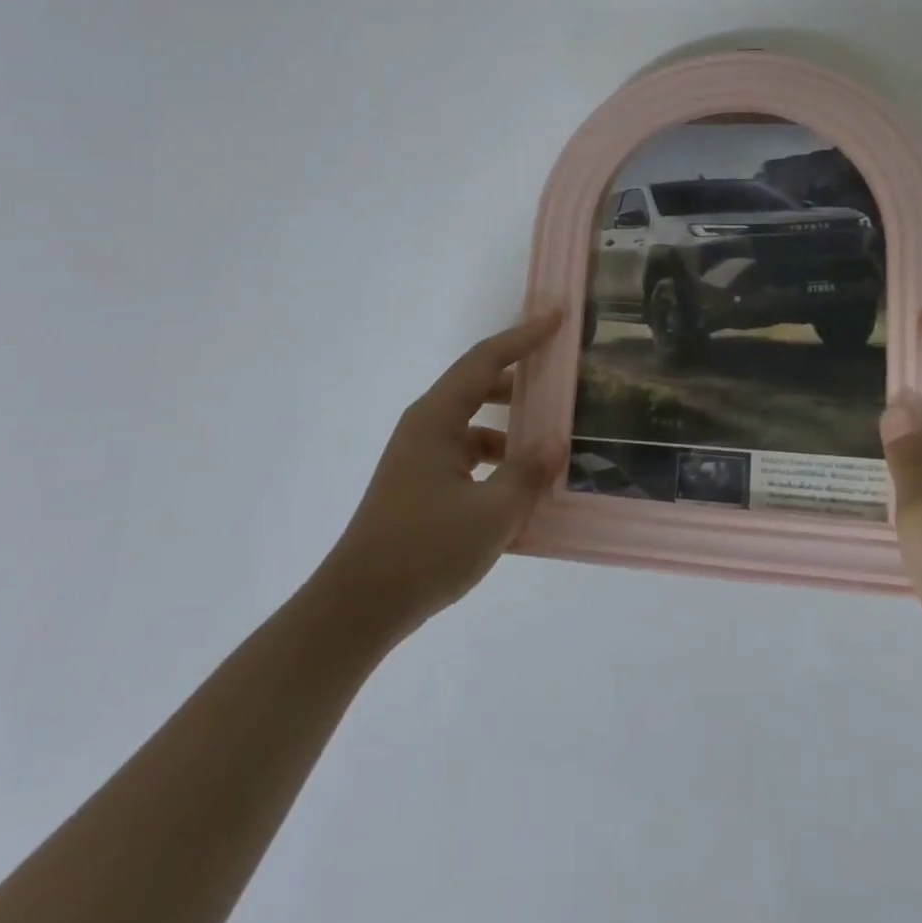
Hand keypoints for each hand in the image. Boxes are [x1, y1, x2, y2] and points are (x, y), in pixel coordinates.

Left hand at [321, 310, 564, 636]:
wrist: (359, 605)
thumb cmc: (425, 549)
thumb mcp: (491, 513)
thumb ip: (528, 473)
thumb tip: (555, 443)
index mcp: (436, 419)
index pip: (486, 360)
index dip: (524, 336)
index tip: (557, 317)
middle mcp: (425, 428)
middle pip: (478, 386)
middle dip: (521, 379)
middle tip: (561, 378)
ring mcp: (420, 457)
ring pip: (474, 425)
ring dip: (511, 426)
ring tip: (552, 439)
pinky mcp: (420, 486)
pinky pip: (467, 457)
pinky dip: (496, 460)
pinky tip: (522, 486)